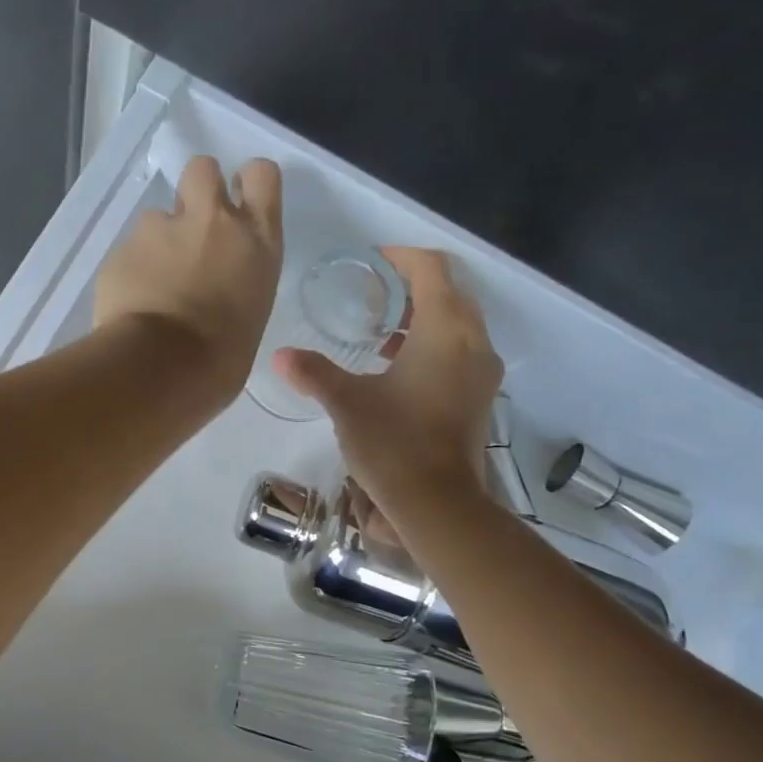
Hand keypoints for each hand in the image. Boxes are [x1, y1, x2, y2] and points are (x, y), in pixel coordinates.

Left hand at [94, 155, 282, 401]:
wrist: (161, 369)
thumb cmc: (221, 361)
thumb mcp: (250, 315)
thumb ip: (237, 283)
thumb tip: (219, 290)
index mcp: (256, 241)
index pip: (262, 176)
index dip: (248, 184)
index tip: (240, 205)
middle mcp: (212, 221)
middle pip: (203, 169)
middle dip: (197, 191)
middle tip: (193, 232)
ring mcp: (161, 229)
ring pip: (158, 216)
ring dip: (159, 242)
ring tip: (155, 285)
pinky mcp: (122, 249)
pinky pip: (129, 252)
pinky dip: (131, 271)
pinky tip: (132, 304)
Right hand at [274, 247, 502, 511]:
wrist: (437, 503)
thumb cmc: (393, 443)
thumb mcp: (347, 403)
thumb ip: (314, 372)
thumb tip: (280, 356)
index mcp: (446, 330)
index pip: (432, 269)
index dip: (401, 258)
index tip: (372, 264)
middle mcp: (474, 342)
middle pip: (450, 292)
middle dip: (412, 287)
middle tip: (372, 296)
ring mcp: (482, 372)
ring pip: (458, 324)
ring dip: (424, 318)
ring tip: (380, 332)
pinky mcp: (480, 398)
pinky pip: (461, 352)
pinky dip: (433, 346)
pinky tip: (397, 368)